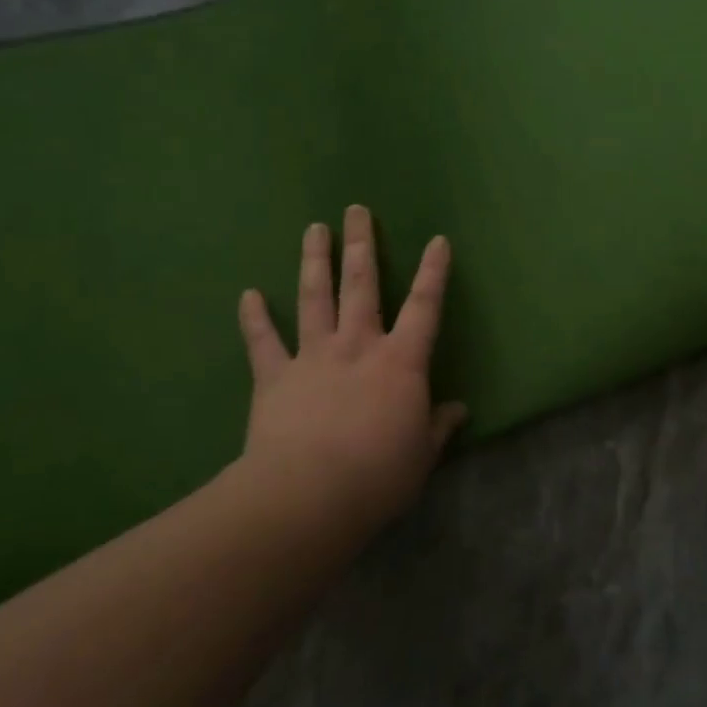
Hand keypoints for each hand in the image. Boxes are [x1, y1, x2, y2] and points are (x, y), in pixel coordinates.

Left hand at [234, 204, 466, 534]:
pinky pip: (263, 341)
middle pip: (361, 284)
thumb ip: (438, 427)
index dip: (434, 272)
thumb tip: (458, 411)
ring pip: (315, 297)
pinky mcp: (274, 377)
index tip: (438, 240)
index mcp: (400, 361)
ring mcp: (313, 356)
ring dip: (315, 260)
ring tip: (314, 229)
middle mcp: (357, 345)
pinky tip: (247, 294)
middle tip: (356, 210)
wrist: (307, 496)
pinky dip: (254, 318)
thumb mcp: (422, 455)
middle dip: (361, 244)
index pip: (425, 306)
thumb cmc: (378, 475)